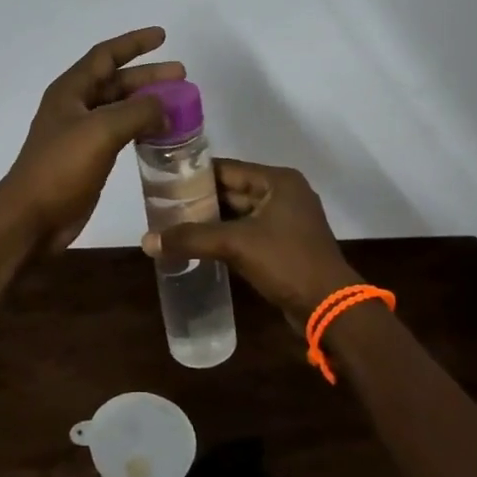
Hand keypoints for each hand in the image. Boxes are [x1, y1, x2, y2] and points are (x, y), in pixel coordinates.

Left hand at [0, 28, 183, 255]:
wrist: (32, 218)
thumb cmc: (61, 167)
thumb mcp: (101, 131)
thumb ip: (136, 112)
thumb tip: (165, 105)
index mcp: (71, 91)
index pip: (106, 55)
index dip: (134, 43)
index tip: (163, 36)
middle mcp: (75, 107)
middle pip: (116, 82)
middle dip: (148, 76)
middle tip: (182, 76)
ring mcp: (81, 134)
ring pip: (120, 109)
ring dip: (148, 103)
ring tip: (179, 105)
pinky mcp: (88, 159)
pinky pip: (120, 134)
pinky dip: (142, 129)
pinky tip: (162, 135)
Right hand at [143, 160, 353, 323]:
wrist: (330, 308)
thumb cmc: (287, 262)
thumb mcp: (236, 245)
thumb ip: (191, 239)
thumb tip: (146, 240)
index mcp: (278, 181)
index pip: (227, 169)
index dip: (195, 175)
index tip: (164, 181)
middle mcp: (284, 194)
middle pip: (232, 190)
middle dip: (200, 200)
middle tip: (163, 206)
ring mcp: (286, 221)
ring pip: (238, 214)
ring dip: (211, 221)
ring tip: (174, 225)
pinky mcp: (284, 245)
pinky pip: (247, 233)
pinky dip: (224, 237)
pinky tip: (198, 245)